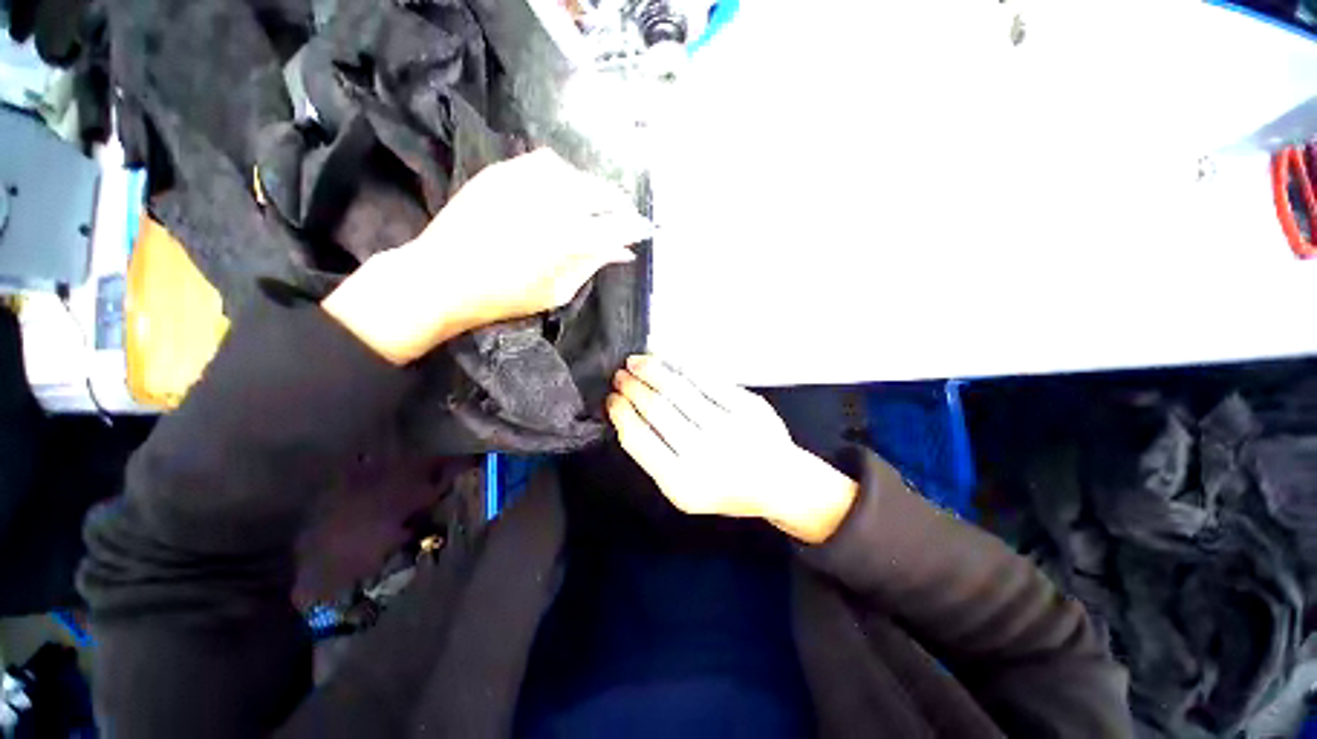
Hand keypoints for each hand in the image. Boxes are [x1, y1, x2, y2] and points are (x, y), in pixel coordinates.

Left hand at [323, 149, 651, 363]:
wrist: (441, 277)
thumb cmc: (504, 297)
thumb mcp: (557, 291)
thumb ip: (592, 265)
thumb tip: (622, 252)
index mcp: (569, 238)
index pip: (617, 227)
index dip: (635, 229)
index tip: (645, 231)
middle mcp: (552, 201)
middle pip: (601, 193)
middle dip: (619, 205)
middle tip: (623, 218)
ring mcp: (525, 181)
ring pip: (576, 174)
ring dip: (591, 188)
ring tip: (593, 205)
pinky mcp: (503, 171)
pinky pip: (544, 162)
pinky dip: (562, 174)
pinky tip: (561, 189)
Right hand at [607, 355, 858, 543]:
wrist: (780, 482)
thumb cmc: (727, 489)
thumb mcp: (685, 490)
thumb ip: (657, 458)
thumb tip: (629, 416)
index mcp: (683, 483)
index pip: (639, 440)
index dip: (622, 414)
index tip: (611, 399)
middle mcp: (705, 454)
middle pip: (657, 409)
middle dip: (633, 387)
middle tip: (619, 374)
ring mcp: (728, 427)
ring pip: (678, 388)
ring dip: (651, 371)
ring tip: (636, 361)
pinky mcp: (746, 405)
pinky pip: (706, 378)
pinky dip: (681, 364)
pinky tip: (666, 358)